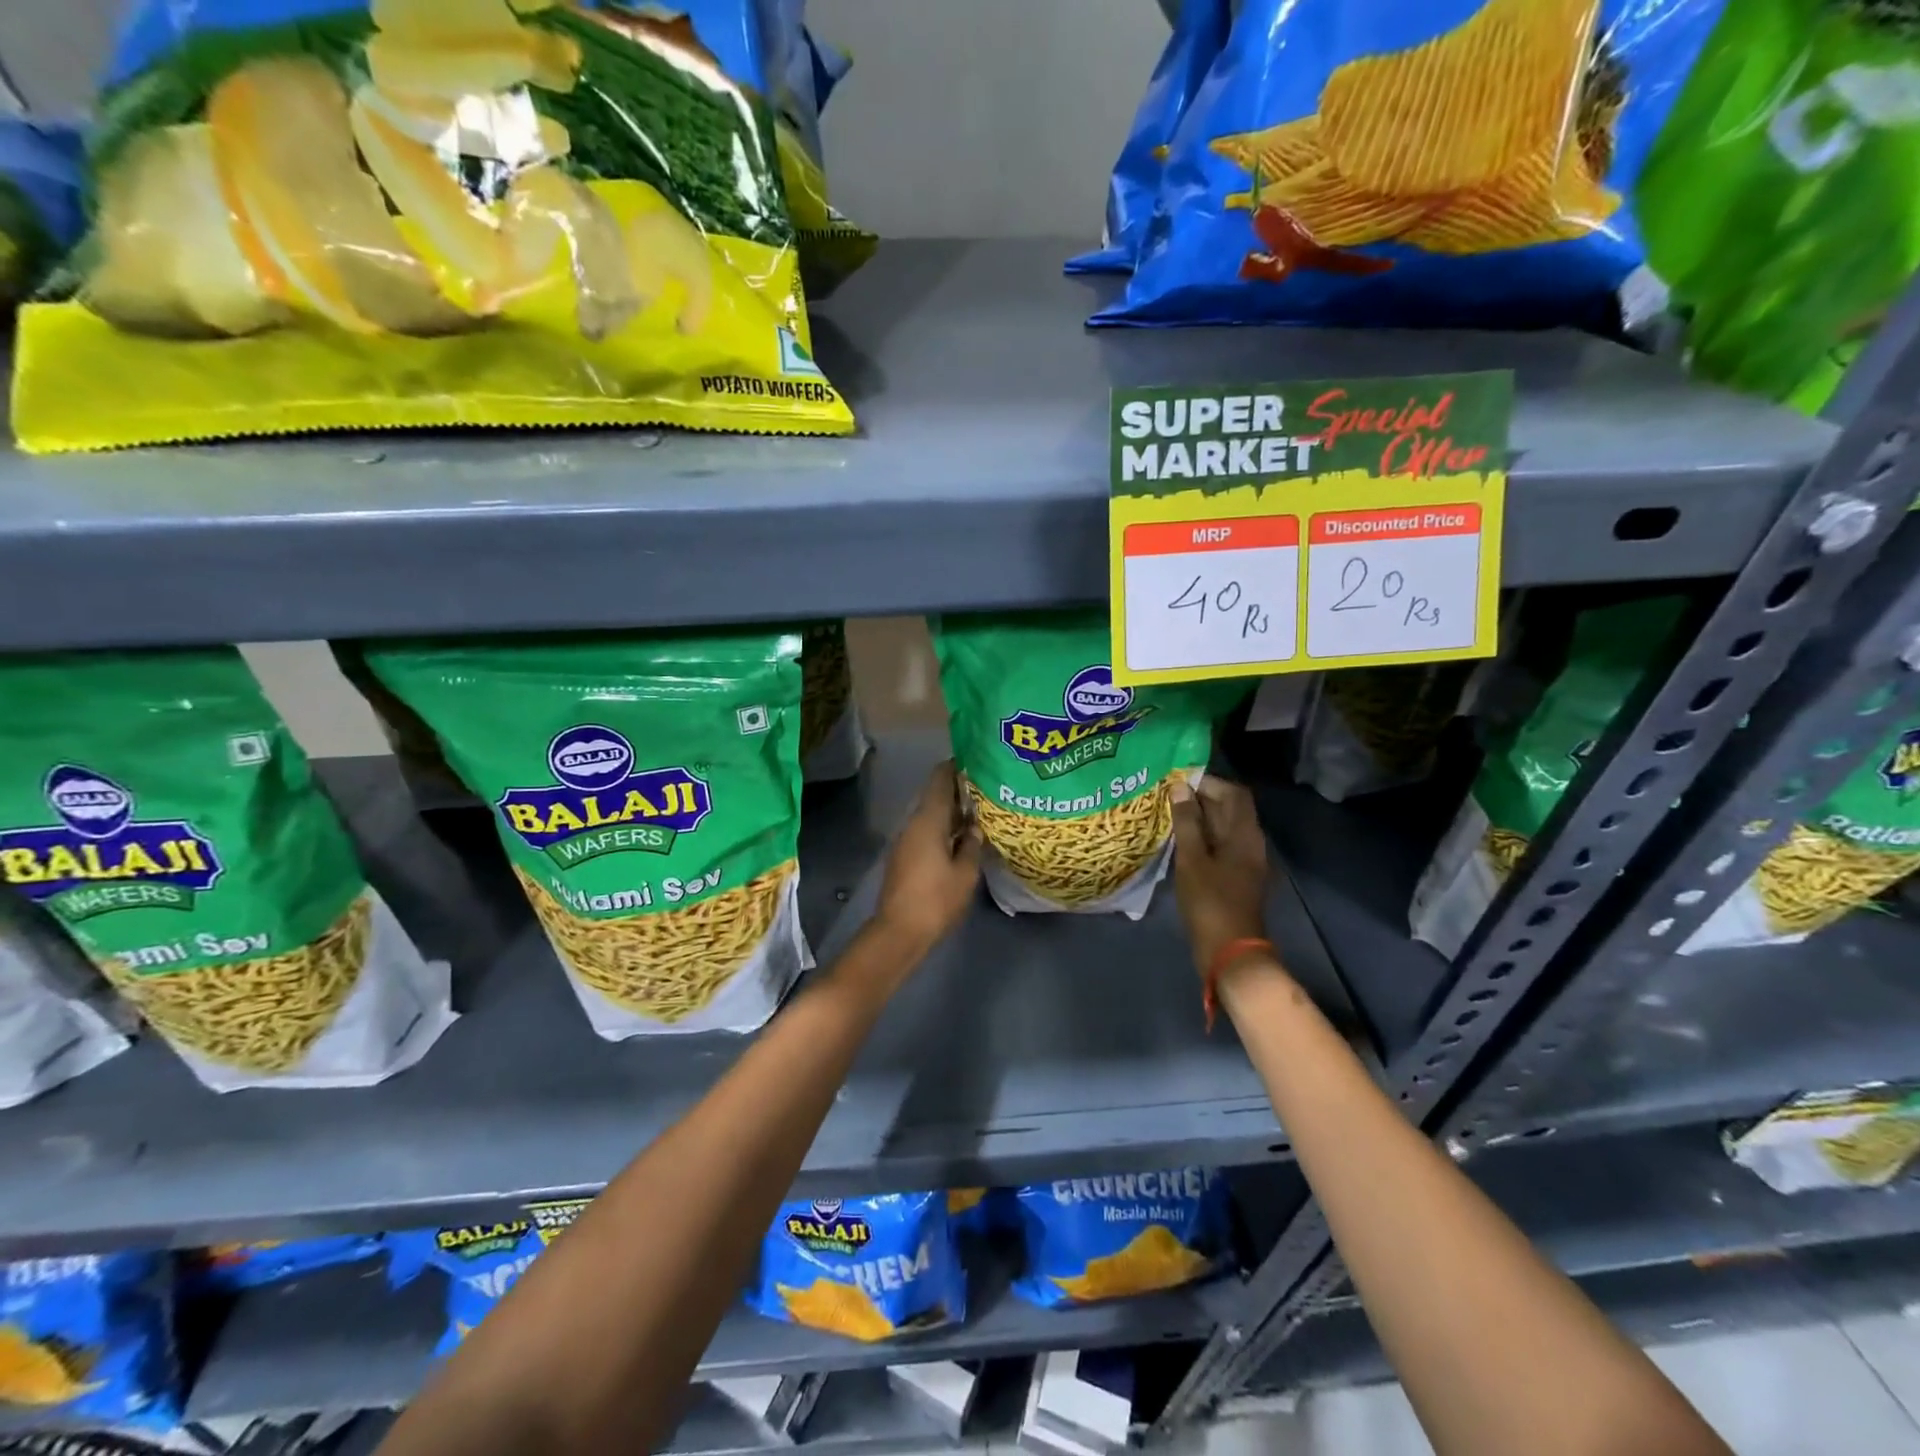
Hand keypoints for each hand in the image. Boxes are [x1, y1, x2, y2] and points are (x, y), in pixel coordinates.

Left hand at [874, 761, 981, 955]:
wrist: (899, 931)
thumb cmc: (936, 899)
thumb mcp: (966, 872)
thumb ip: (973, 844)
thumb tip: (976, 828)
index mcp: (928, 819)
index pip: (940, 778)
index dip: (957, 766)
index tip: (978, 762)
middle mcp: (913, 822)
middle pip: (935, 795)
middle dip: (959, 791)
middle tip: (987, 790)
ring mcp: (906, 839)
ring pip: (931, 815)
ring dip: (952, 812)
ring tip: (980, 814)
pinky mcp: (904, 856)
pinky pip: (926, 831)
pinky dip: (944, 829)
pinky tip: (963, 839)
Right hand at [1169, 775, 1269, 978]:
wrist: (1230, 952)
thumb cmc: (1210, 903)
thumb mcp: (1192, 860)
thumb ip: (1187, 822)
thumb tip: (1180, 787)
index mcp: (1245, 835)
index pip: (1233, 793)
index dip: (1208, 783)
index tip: (1177, 782)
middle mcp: (1250, 843)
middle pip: (1229, 810)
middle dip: (1200, 799)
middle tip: (1166, 797)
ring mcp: (1244, 862)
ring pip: (1222, 829)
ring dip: (1198, 819)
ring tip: (1167, 816)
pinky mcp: (1235, 877)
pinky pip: (1219, 846)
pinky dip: (1201, 839)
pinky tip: (1177, 843)